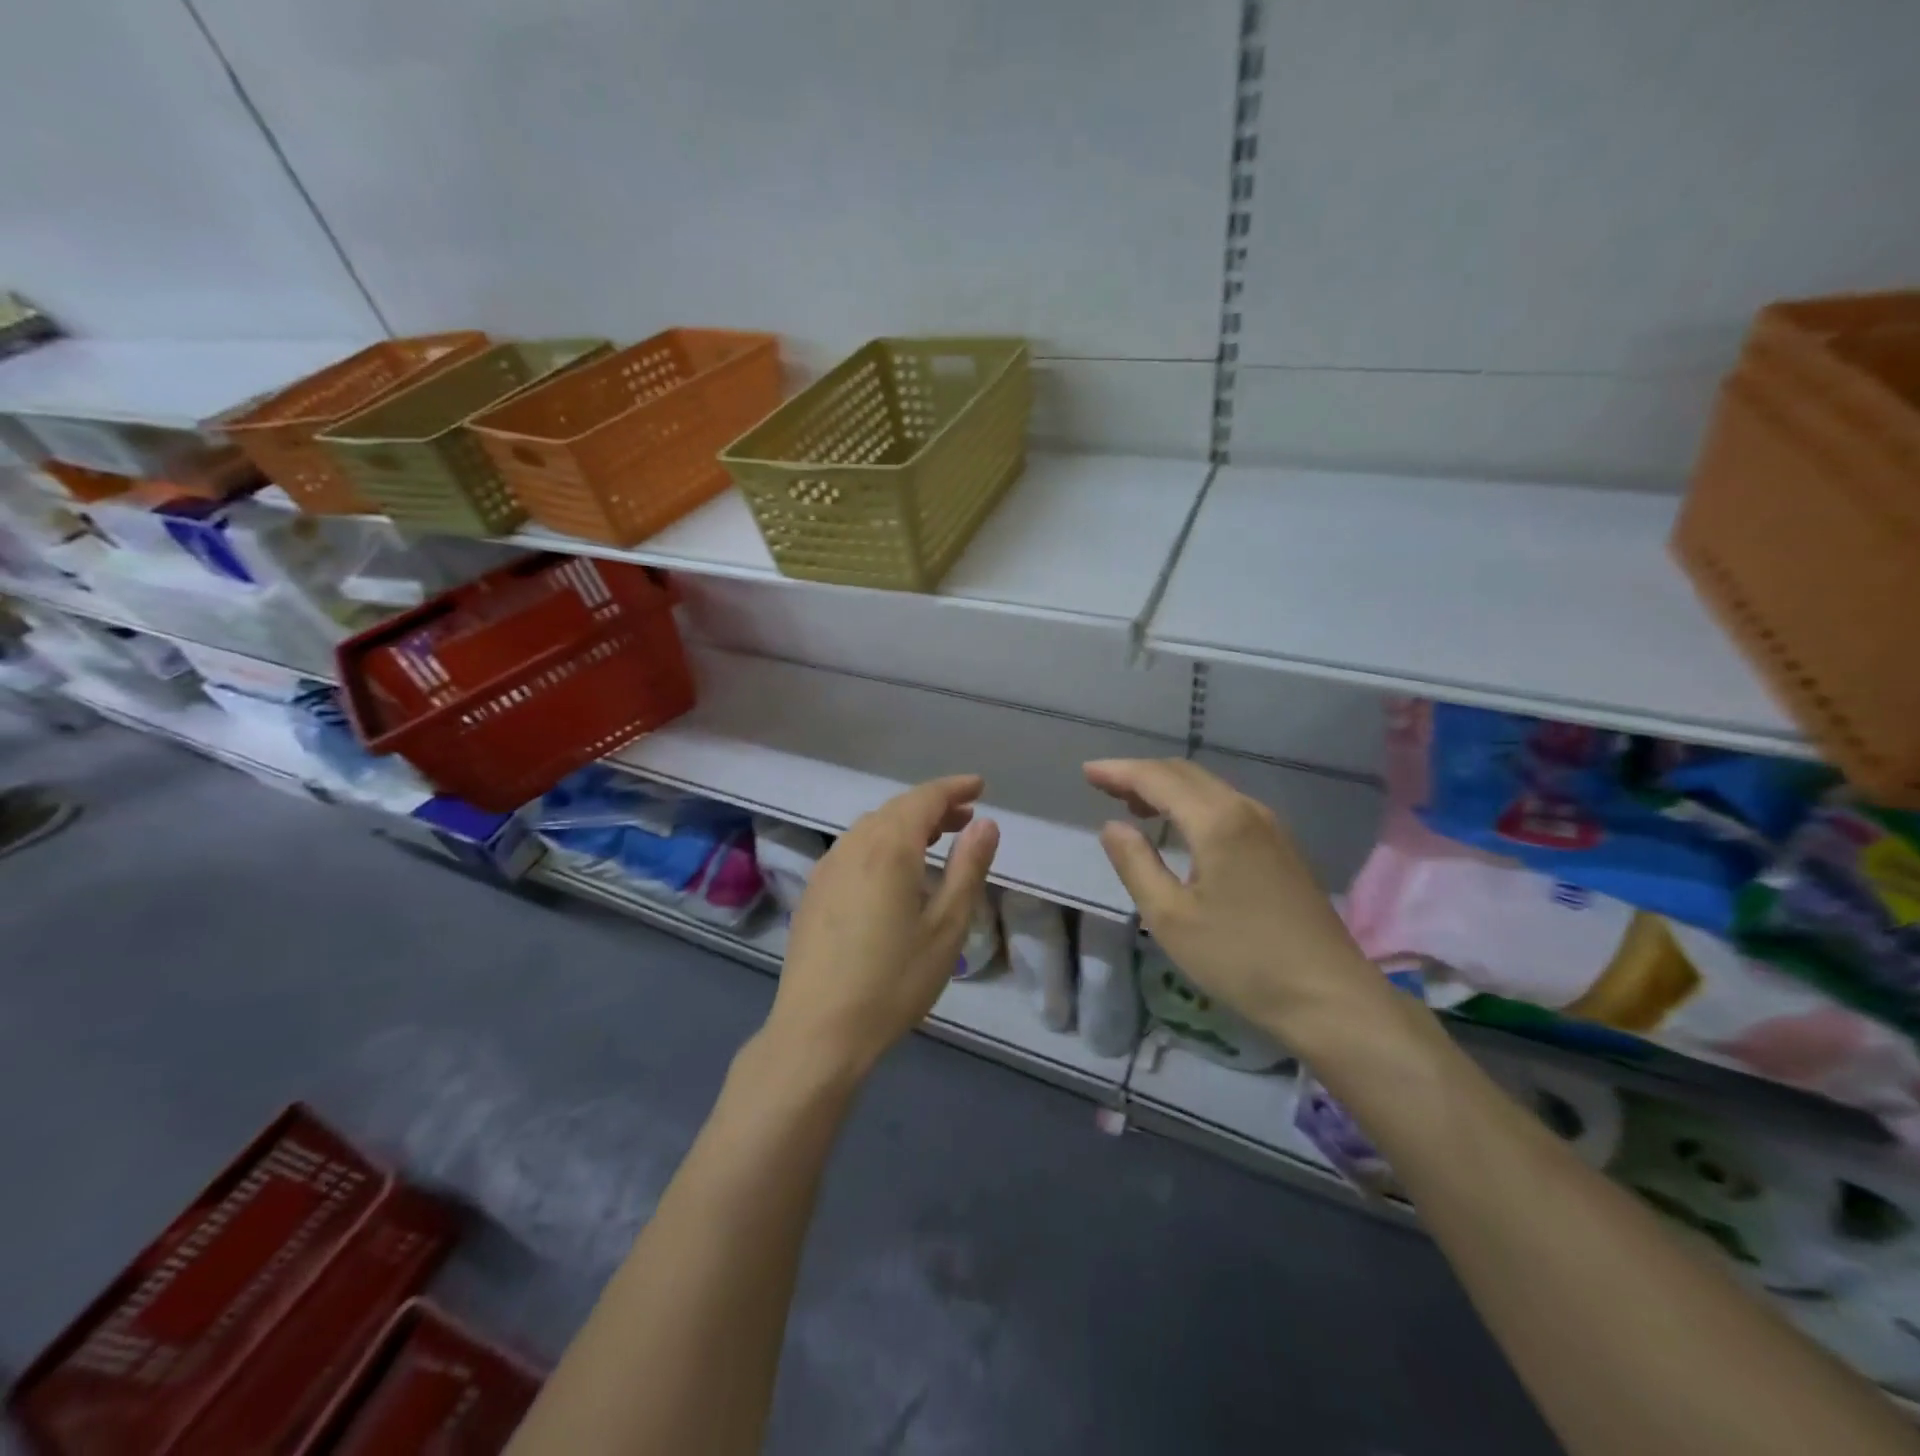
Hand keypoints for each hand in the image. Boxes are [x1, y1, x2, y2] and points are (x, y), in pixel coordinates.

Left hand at [766, 775, 1000, 1079]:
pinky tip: (894, 871)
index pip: (924, 799)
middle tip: (966, 817)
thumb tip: (985, 823)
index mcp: (888, 848)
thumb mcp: (946, 927)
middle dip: (933, 806)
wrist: (818, 1030)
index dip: (954, 788)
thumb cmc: (893, 981)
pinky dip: (882, 843)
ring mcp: (828, 868)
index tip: (979, 787)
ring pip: (872, 827)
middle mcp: (853, 846)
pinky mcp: (814, 891)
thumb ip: (967, 869)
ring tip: (935, 840)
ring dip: (906, 824)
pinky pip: (854, 849)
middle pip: (896, 809)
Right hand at [1084, 758, 1384, 1040]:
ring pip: (1209, 788)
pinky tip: (1181, 829)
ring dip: (1168, 789)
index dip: (1119, 771)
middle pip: (1186, 774)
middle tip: (1104, 787)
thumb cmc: (1241, 960)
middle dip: (1141, 774)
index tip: (1087, 772)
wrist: (1330, 998)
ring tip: (1134, 806)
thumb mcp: (1170, 918)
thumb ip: (1136, 864)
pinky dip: (1193, 805)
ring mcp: (1270, 827)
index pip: (1158, 779)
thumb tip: (1112, 826)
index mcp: (1217, 821)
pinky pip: (1227, 806)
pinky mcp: (1282, 848)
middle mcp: (1246, 810)